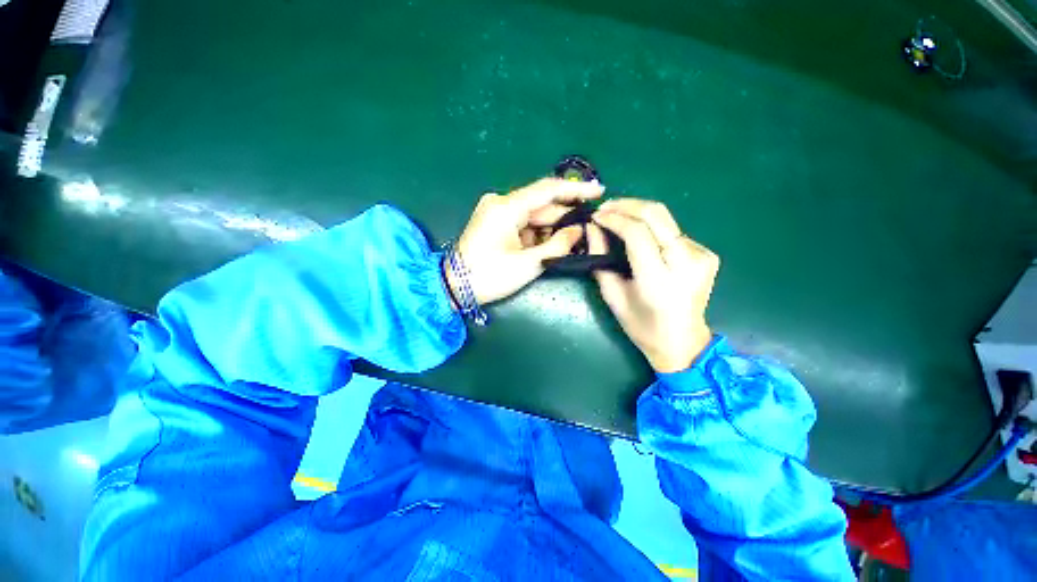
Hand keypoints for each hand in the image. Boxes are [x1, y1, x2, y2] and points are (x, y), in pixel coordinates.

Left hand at [452, 177, 604, 304]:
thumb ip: (558, 244)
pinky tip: (553, 244)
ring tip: (574, 240)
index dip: (575, 189)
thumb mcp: (528, 263)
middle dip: (564, 218)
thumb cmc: (490, 276)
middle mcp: (501, 203)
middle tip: (589, 228)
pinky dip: (538, 235)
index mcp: (506, 207)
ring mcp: (496, 213)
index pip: (547, 190)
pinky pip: (524, 225)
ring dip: (552, 229)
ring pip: (534, 217)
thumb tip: (579, 230)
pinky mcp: (495, 224)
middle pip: (542, 206)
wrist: (454, 287)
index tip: (599, 191)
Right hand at [588, 199, 718, 372]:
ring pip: (665, 219)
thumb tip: (592, 228)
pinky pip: (672, 231)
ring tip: (616, 216)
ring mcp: (702, 256)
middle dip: (626, 204)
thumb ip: (600, 259)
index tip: (596, 216)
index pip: (637, 233)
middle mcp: (686, 264)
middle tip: (605, 207)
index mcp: (659, 281)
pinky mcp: (707, 254)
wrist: (682, 342)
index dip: (614, 218)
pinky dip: (652, 227)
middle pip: (656, 215)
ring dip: (637, 213)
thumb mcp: (612, 295)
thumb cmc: (640, 325)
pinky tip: (640, 235)